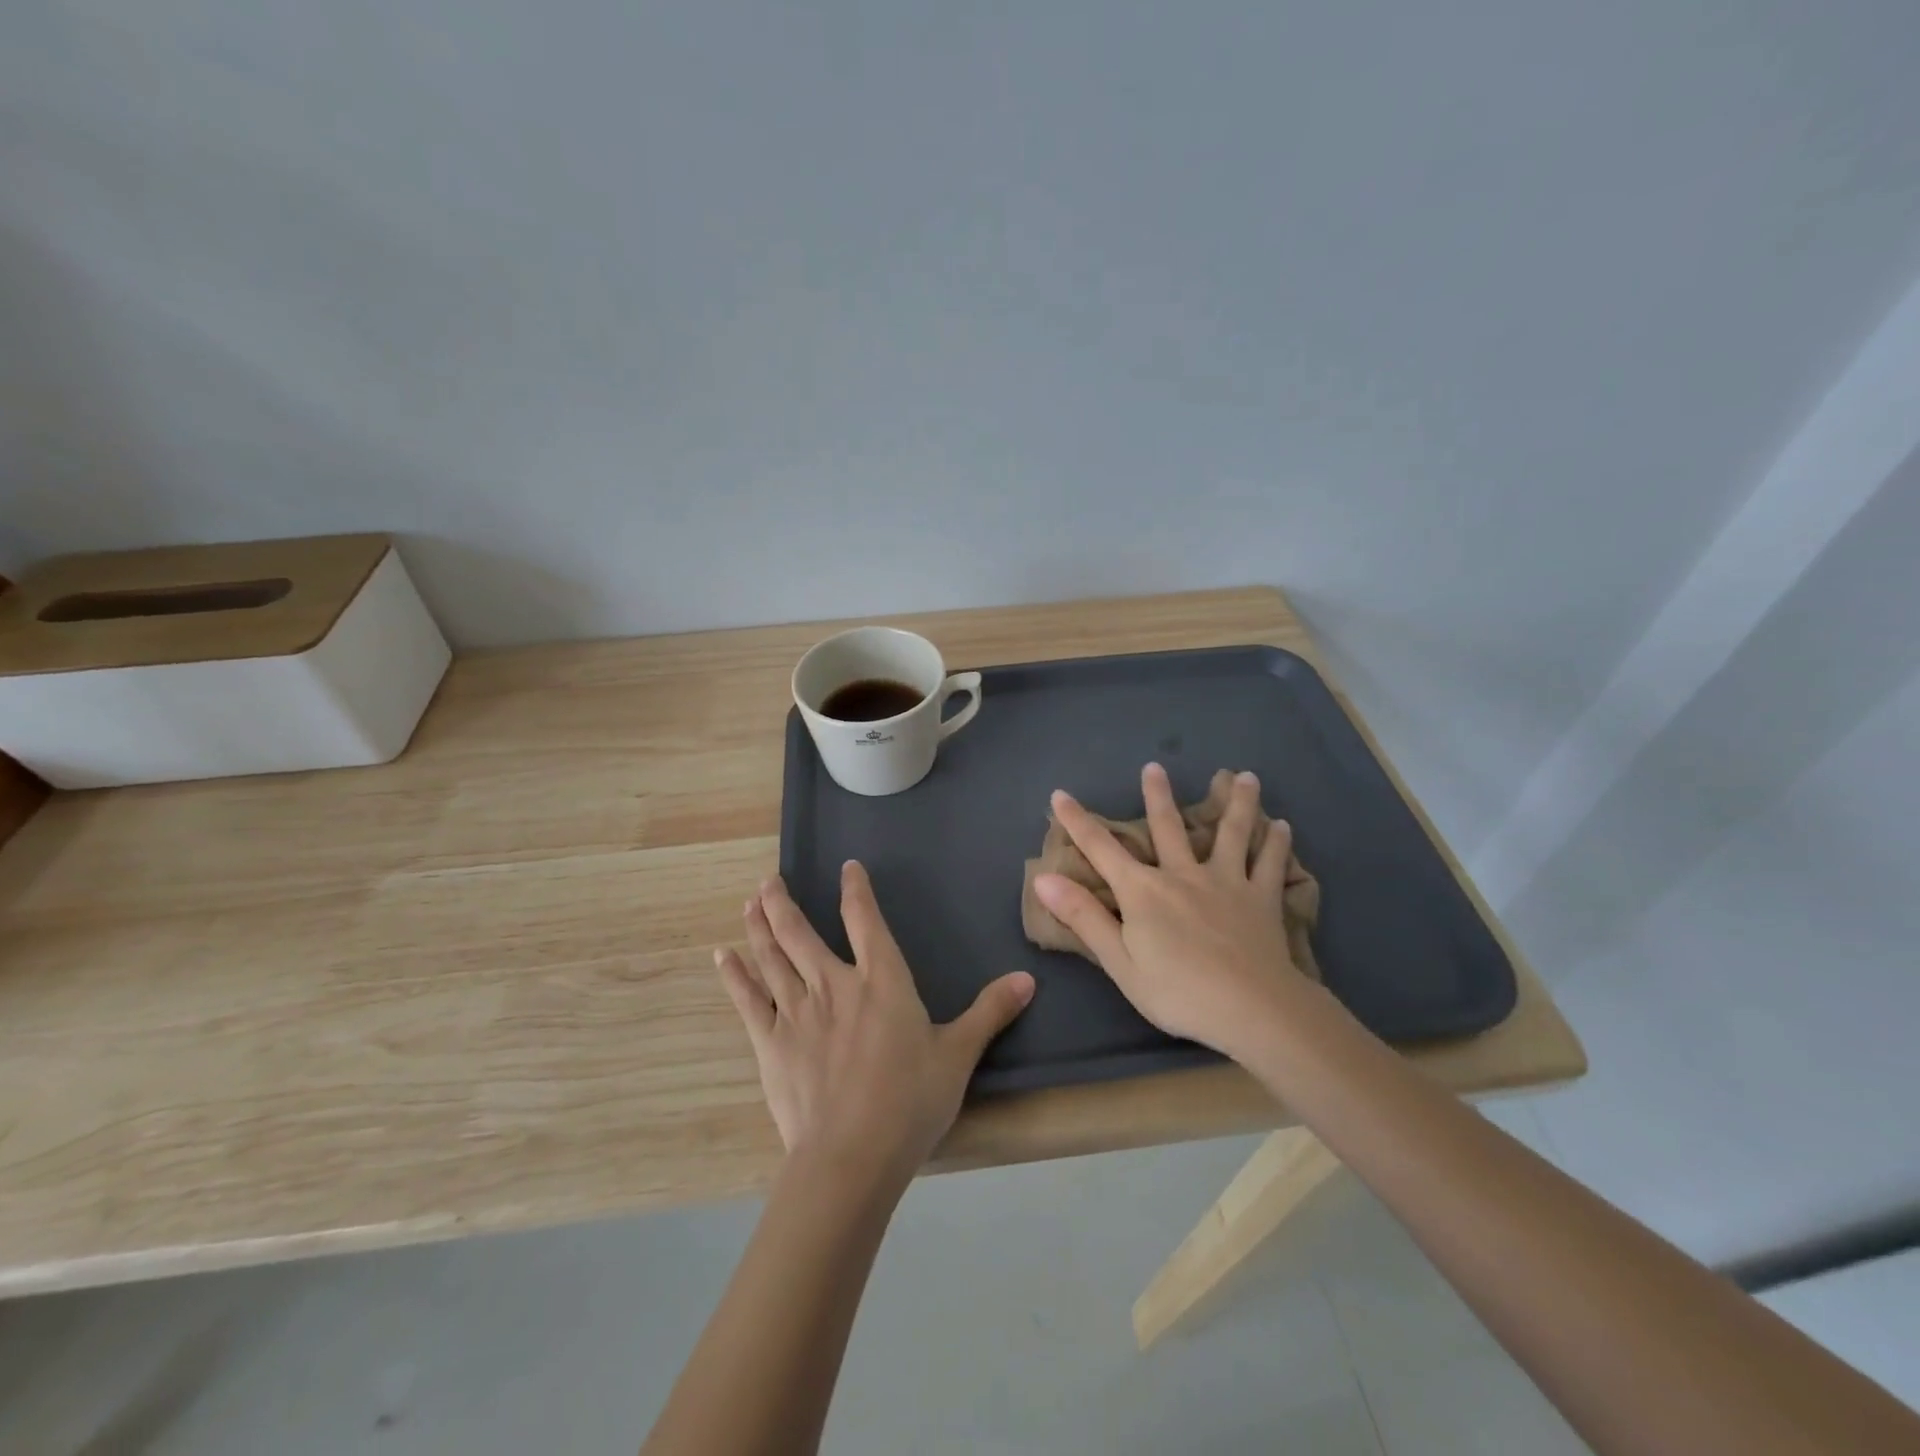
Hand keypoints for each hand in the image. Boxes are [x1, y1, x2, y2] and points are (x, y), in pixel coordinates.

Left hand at [716, 864, 1034, 1181]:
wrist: (851, 1156)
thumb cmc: (910, 1101)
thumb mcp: (958, 1055)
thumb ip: (989, 1012)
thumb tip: (1028, 978)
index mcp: (882, 981)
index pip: (866, 920)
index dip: (856, 891)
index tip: (846, 868)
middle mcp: (834, 984)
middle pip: (801, 933)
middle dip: (784, 903)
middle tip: (767, 880)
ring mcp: (797, 1012)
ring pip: (773, 957)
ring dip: (760, 927)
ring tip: (749, 903)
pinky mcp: (770, 1043)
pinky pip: (748, 1000)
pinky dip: (735, 976)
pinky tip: (723, 957)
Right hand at [1034, 763, 1303, 1058]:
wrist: (1252, 1009)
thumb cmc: (1178, 991)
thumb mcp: (1119, 962)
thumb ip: (1083, 917)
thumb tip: (1043, 878)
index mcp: (1143, 891)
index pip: (1101, 849)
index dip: (1077, 821)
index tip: (1060, 794)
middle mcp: (1182, 875)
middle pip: (1167, 827)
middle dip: (1158, 796)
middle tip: (1155, 767)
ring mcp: (1225, 882)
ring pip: (1231, 834)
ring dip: (1236, 804)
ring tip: (1246, 777)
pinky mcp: (1261, 898)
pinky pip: (1269, 865)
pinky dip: (1276, 844)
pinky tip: (1283, 826)